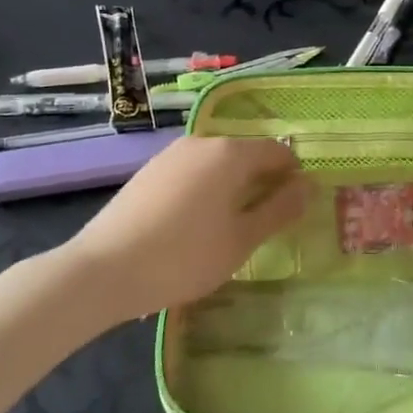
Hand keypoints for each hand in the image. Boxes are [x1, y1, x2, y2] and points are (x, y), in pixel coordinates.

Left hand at [66, 136, 308, 320]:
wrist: (104, 270)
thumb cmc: (185, 256)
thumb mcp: (242, 239)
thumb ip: (279, 209)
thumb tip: (308, 186)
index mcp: (230, 153)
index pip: (276, 151)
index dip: (292, 176)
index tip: (292, 209)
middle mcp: (201, 142)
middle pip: (245, 154)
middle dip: (262, 182)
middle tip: (264, 223)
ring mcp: (170, 155)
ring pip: (217, 164)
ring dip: (232, 187)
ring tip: (229, 228)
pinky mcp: (148, 172)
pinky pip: (191, 173)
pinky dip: (205, 190)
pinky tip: (194, 226)